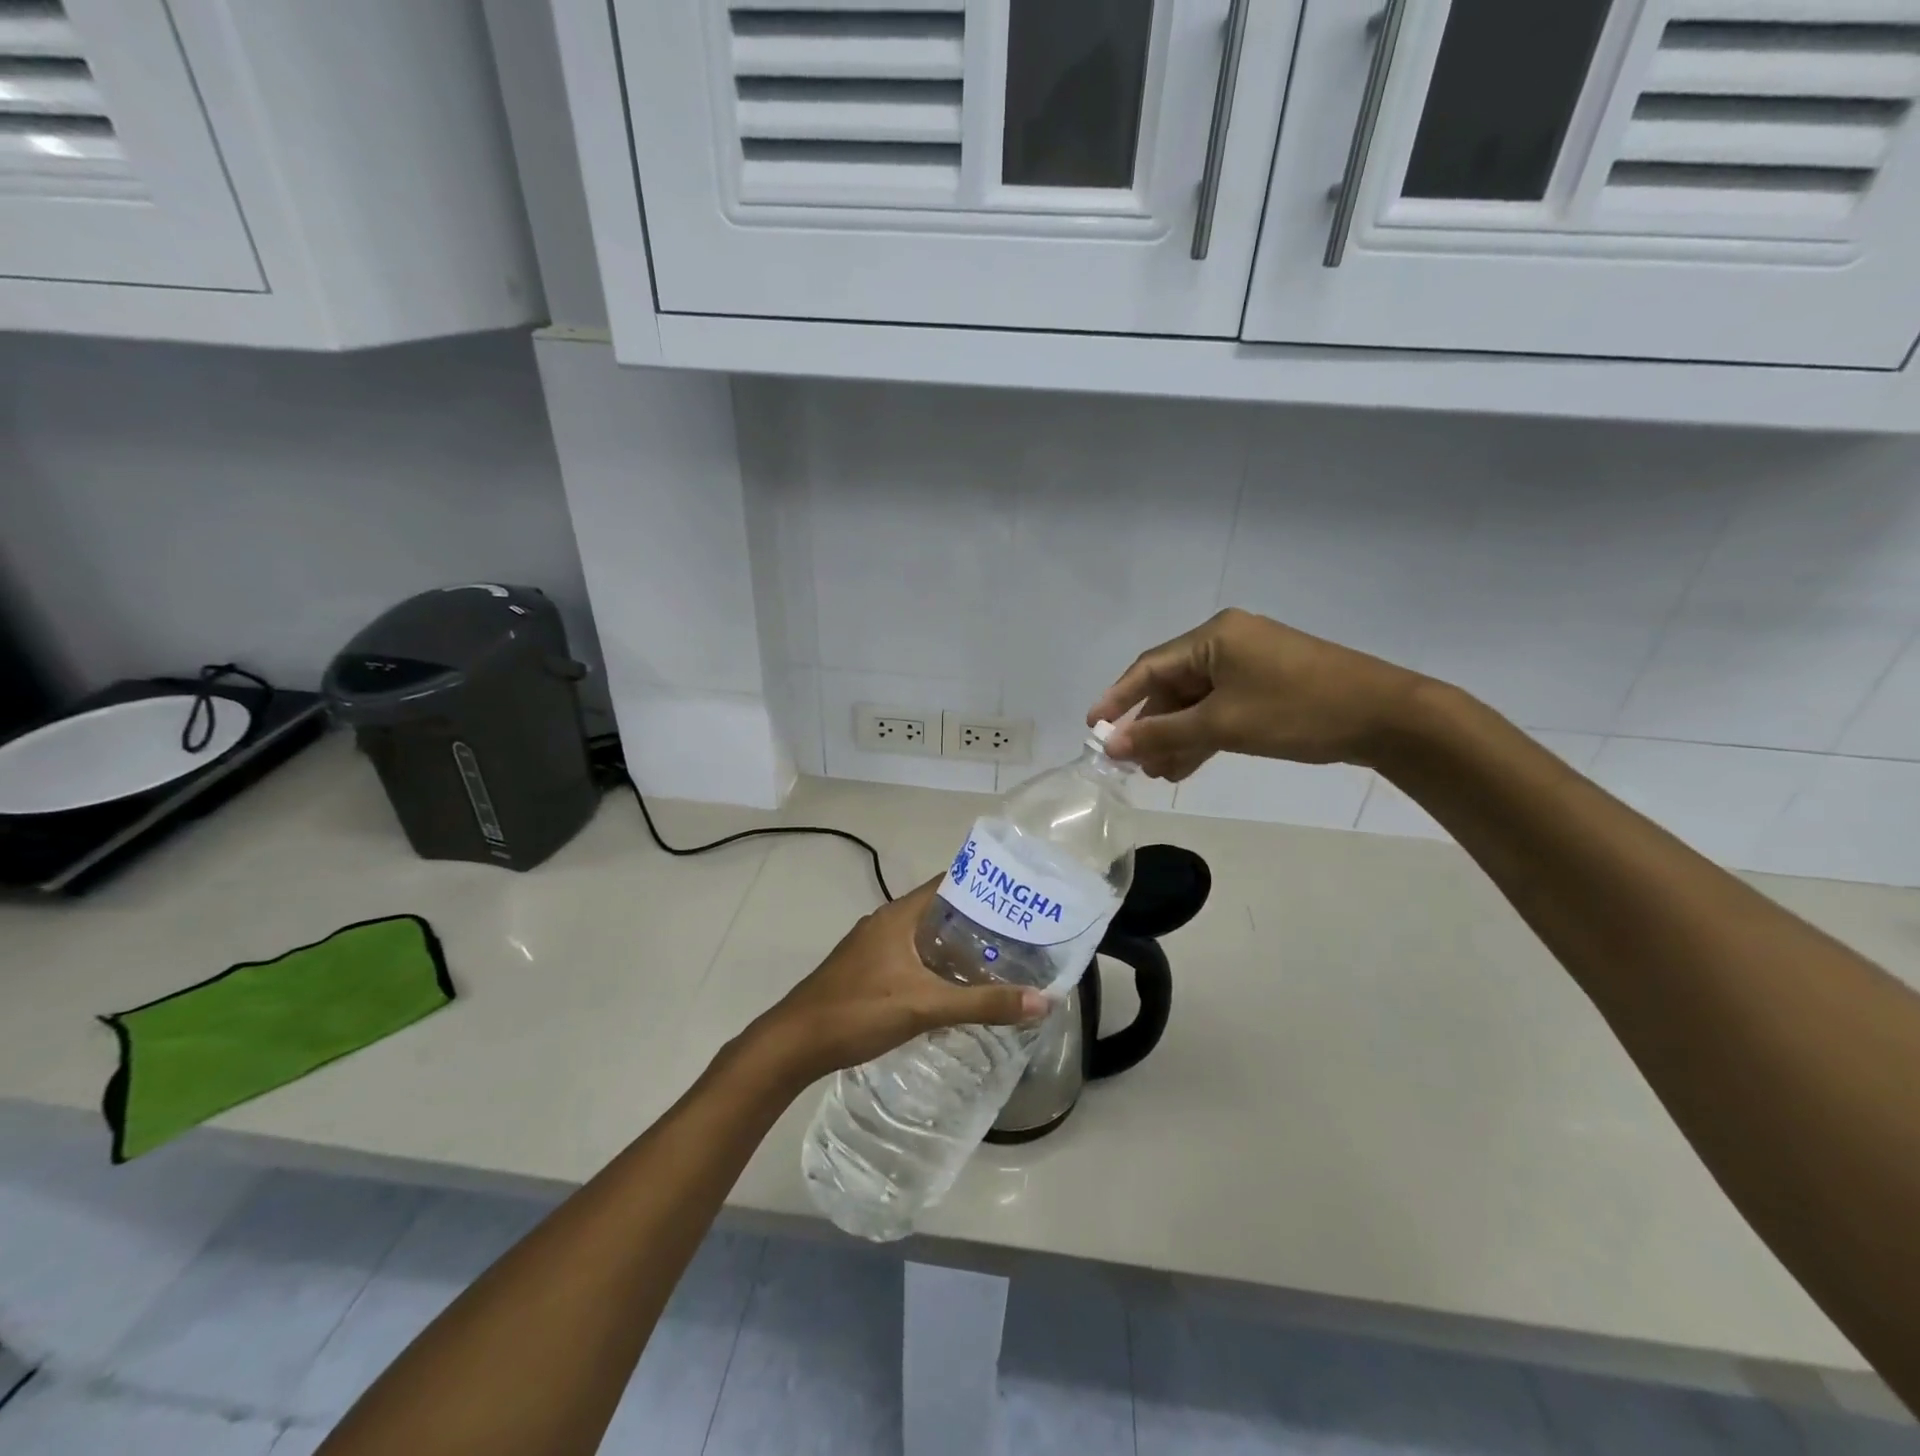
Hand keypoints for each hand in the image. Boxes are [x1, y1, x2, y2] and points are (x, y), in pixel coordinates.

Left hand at [751, 880, 1049, 1087]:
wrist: (794, 1044)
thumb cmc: (859, 1011)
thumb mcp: (926, 1006)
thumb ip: (983, 1003)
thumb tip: (1044, 1001)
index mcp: (899, 915)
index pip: (949, 883)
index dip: (985, 885)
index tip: (1021, 896)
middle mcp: (887, 923)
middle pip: (940, 910)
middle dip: (978, 920)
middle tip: (1020, 933)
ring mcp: (873, 947)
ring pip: (925, 937)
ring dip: (957, 945)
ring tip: (999, 959)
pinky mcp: (867, 971)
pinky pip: (912, 957)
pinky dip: (937, 965)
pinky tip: (957, 987)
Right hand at [1088, 609, 1423, 780]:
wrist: (1387, 717)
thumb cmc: (1297, 711)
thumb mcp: (1223, 725)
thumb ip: (1164, 734)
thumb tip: (1112, 745)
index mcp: (1214, 636)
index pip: (1150, 667)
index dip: (1118, 699)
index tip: (1093, 728)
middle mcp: (1228, 641)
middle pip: (1172, 685)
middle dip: (1151, 725)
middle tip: (1131, 762)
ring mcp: (1250, 663)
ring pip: (1197, 700)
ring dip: (1176, 735)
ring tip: (1157, 773)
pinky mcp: (1268, 684)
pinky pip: (1222, 707)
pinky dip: (1204, 733)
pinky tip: (1187, 764)